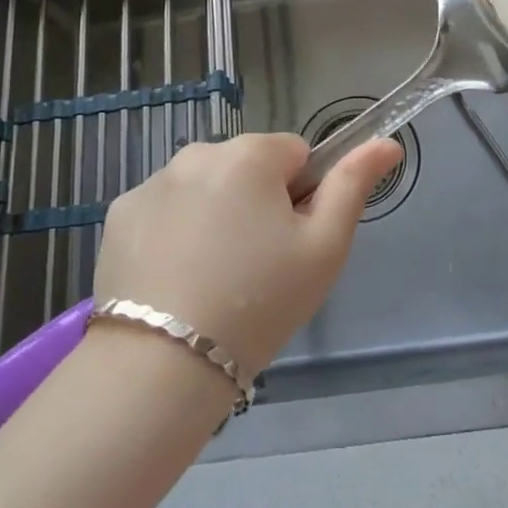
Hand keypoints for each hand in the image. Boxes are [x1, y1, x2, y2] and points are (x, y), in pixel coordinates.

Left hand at [90, 132, 402, 378]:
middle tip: (255, 266)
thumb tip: (387, 143)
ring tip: (212, 278)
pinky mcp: (120, 212)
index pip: (295, 154)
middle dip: (256, 201)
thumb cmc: (260, 303)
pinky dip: (173, 230)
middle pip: (246, 167)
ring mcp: (153, 181)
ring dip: (214, 213)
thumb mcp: (324, 248)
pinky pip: (164, 208)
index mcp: (250, 154)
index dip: (301, 196)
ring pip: (204, 186)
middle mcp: (198, 152)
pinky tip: (174, 277)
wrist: (162, 364)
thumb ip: (354, 185)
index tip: (290, 242)